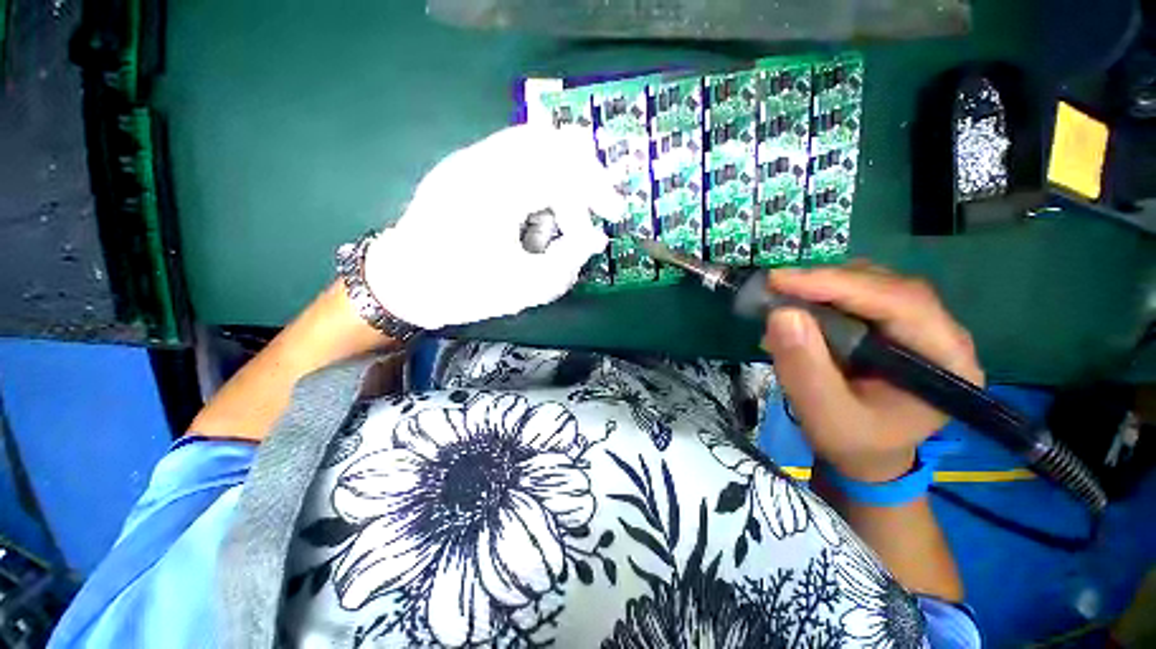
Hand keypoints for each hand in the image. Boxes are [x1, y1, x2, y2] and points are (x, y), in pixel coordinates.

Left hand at [364, 125, 623, 329]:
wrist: (402, 282)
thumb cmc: (461, 289)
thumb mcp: (524, 287)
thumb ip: (568, 262)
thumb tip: (595, 239)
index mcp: (497, 190)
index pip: (565, 169)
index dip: (598, 190)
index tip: (614, 214)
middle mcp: (483, 161)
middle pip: (552, 140)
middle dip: (584, 174)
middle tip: (596, 205)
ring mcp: (470, 158)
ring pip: (534, 143)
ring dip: (561, 176)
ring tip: (562, 217)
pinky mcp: (466, 166)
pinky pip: (515, 156)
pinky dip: (538, 178)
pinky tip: (534, 213)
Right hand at [761, 264, 983, 482]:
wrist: (868, 454)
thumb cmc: (854, 443)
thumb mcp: (824, 415)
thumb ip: (804, 368)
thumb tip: (781, 313)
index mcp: (946, 361)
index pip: (901, 303)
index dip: (839, 285)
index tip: (781, 280)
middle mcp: (941, 334)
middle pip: (887, 287)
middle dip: (827, 282)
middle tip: (775, 286)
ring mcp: (918, 326)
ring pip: (872, 285)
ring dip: (823, 287)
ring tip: (783, 297)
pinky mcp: (894, 325)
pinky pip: (859, 296)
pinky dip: (823, 296)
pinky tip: (798, 308)